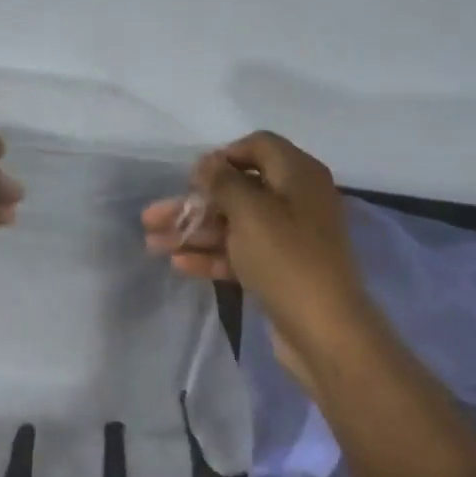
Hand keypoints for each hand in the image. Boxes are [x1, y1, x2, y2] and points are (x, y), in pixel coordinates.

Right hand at [142, 131, 368, 387]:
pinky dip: (211, 256)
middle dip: (193, 203)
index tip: (193, 177)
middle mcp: (295, 201)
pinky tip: (178, 264)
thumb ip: (223, 182)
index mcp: (298, 175)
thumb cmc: (286, 259)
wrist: (324, 330)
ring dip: (194, 231)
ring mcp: (287, 238)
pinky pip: (240, 253)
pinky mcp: (278, 270)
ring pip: (233, 225)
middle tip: (152, 217)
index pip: (259, 146)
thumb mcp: (250, 211)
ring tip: (152, 243)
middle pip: (237, 190)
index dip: (223, 156)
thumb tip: (207, 162)